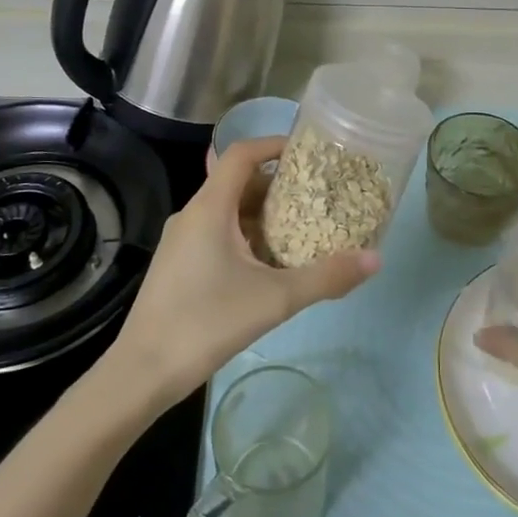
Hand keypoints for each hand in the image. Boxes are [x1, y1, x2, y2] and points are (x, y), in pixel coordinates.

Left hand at [110, 137, 377, 405]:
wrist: (141, 373)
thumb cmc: (206, 323)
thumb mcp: (275, 299)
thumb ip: (326, 277)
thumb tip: (376, 258)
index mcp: (209, 208)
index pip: (241, 153)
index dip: (273, 144)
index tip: (308, 152)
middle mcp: (192, 214)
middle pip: (237, 181)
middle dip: (277, 184)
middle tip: (316, 195)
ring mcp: (181, 240)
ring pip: (227, 210)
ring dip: (262, 213)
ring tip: (301, 226)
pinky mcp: (177, 264)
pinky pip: (216, 232)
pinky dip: (245, 234)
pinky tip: (268, 262)